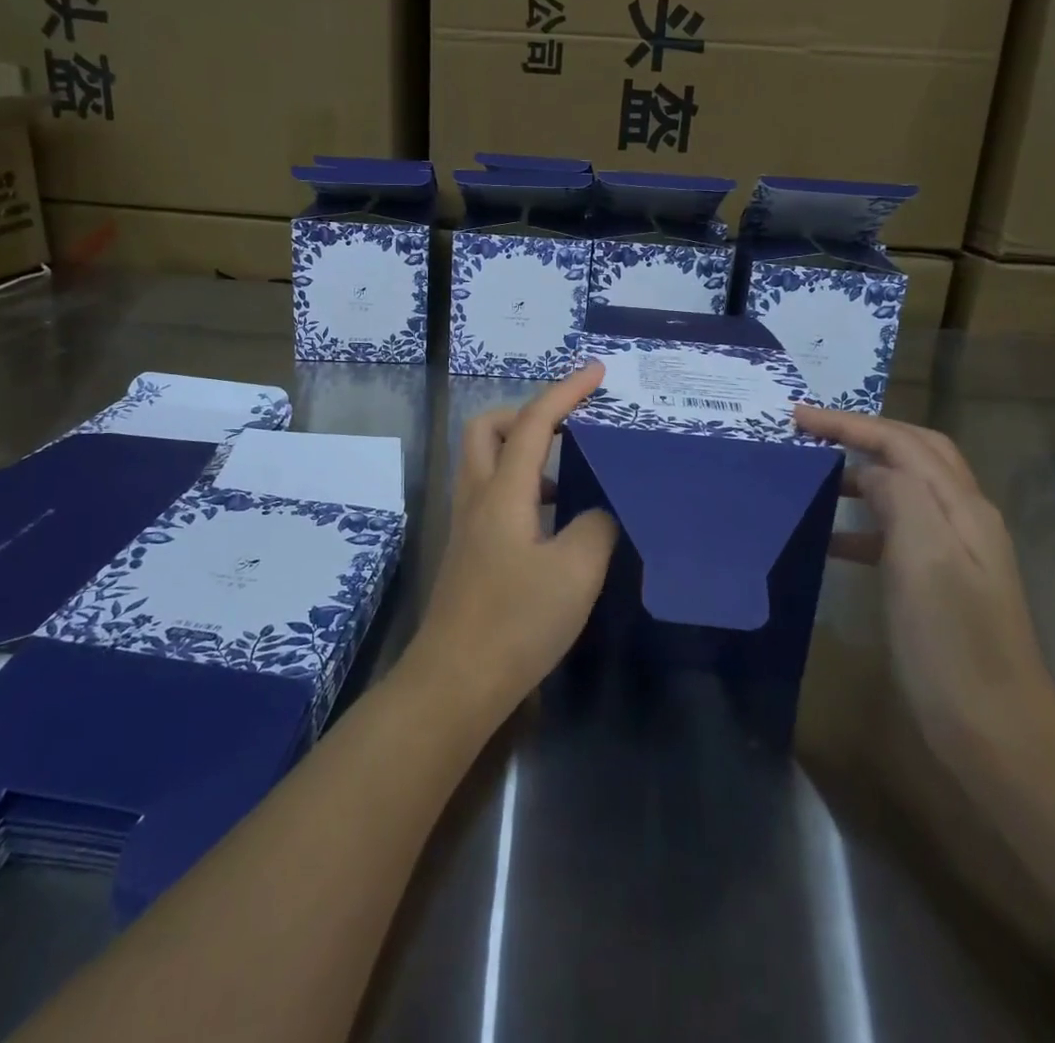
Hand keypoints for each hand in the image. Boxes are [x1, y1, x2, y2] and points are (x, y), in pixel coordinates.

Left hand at [408, 363, 619, 719]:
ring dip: (523, 449)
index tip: (596, 372)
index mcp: (502, 491)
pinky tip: (552, 518)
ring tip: (568, 469)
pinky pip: (492, 493)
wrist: (455, 681)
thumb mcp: (576, 572)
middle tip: (568, 424)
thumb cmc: (516, 622)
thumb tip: (598, 510)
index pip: (534, 422)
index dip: (565, 391)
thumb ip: (597, 526)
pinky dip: (520, 484)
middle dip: (527, 412)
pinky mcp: (468, 549)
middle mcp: (477, 496)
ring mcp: (467, 524)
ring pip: (486, 461)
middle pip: (488, 428)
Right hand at [794, 407, 1054, 788]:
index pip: (903, 442)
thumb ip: (901, 498)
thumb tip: (873, 471)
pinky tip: (831, 543)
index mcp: (962, 508)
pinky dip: (863, 522)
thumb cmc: (952, 644)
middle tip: (812, 430)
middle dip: (864, 433)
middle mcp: (965, 519)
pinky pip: (897, 532)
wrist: (997, 732)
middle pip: (915, 453)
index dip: (851, 423)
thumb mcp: (924, 561)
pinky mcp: (941, 583)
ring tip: (816, 476)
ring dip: (863, 473)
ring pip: (907, 489)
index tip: (798, 416)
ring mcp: (957, 553)